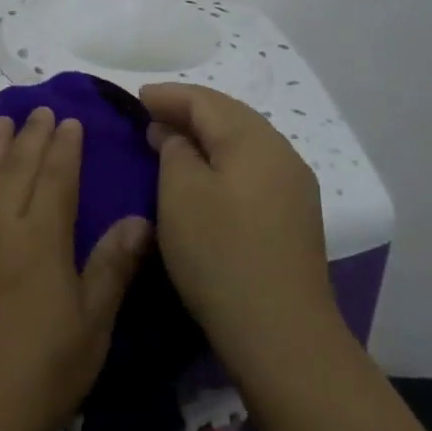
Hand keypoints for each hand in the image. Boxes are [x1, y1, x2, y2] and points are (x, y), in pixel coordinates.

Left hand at [0, 106, 150, 430]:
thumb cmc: (37, 374)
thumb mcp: (91, 327)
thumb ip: (111, 267)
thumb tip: (139, 218)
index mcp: (42, 238)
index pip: (56, 177)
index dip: (64, 147)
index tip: (68, 121)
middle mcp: (0, 226)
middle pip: (16, 168)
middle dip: (30, 135)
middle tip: (37, 109)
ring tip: (0, 121)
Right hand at [140, 83, 333, 380]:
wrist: (282, 334)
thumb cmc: (221, 254)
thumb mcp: (180, 194)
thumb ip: (174, 151)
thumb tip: (176, 136)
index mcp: (253, 139)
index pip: (204, 100)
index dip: (168, 96)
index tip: (137, 98)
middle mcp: (280, 152)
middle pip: (229, 115)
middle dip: (188, 111)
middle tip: (151, 116)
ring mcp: (293, 186)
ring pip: (243, 142)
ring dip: (206, 136)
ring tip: (173, 142)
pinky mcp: (294, 216)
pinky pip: (252, 168)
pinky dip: (223, 159)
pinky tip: (206, 174)